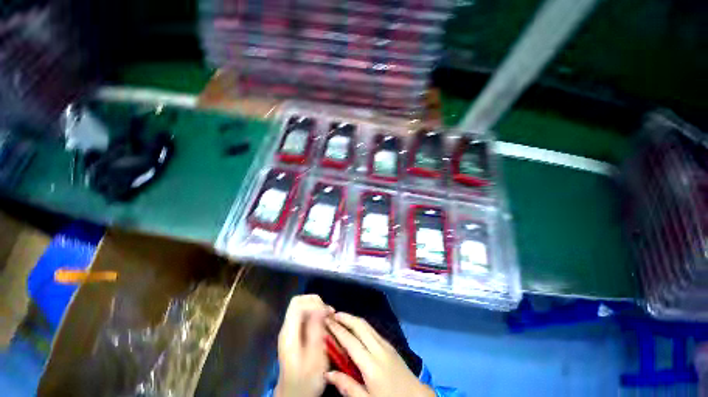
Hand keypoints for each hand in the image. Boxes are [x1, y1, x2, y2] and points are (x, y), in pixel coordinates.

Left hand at [275, 295, 332, 396]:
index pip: (297, 303)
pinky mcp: (295, 333)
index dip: (314, 302)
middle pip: (299, 301)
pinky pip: (305, 315)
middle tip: (329, 313)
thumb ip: (316, 331)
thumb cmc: (306, 380)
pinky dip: (316, 314)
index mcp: (289, 332)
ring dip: (317, 307)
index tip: (327, 312)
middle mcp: (287, 327)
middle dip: (316, 302)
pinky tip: (325, 323)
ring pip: (302, 306)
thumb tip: (320, 308)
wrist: (294, 395)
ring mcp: (290, 330)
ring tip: (329, 317)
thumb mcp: (314, 358)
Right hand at [325, 312, 434, 396]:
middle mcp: (378, 348)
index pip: (350, 341)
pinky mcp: (390, 345)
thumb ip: (347, 387)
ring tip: (341, 318)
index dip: (337, 330)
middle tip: (332, 315)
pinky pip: (372, 330)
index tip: (326, 322)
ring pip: (367, 325)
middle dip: (346, 318)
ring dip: (353, 319)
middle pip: (360, 326)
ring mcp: (386, 344)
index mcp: (371, 364)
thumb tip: (328, 374)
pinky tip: (356, 328)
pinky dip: (361, 325)